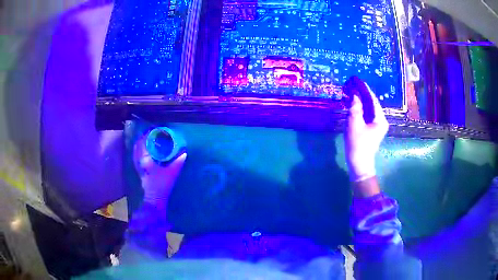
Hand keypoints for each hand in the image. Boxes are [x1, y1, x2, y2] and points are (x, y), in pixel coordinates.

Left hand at [133, 134, 186, 209]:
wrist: (154, 198)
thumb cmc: (161, 185)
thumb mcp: (171, 173)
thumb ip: (178, 162)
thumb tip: (184, 153)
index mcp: (145, 159)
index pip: (143, 143)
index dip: (147, 134)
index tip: (153, 129)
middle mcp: (139, 161)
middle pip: (137, 145)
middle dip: (143, 138)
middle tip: (150, 133)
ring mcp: (138, 166)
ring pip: (136, 151)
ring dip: (140, 144)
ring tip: (147, 140)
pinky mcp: (139, 170)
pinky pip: (136, 156)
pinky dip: (139, 150)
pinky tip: (145, 151)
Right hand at [345, 82, 388, 184]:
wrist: (359, 164)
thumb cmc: (358, 145)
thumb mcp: (355, 125)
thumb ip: (355, 109)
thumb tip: (354, 95)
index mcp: (380, 119)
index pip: (373, 100)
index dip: (365, 89)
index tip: (357, 80)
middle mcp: (380, 120)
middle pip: (371, 103)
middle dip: (361, 94)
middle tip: (351, 85)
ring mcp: (376, 125)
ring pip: (368, 108)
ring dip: (359, 100)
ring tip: (349, 92)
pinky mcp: (371, 128)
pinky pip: (366, 114)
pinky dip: (359, 108)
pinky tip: (352, 104)